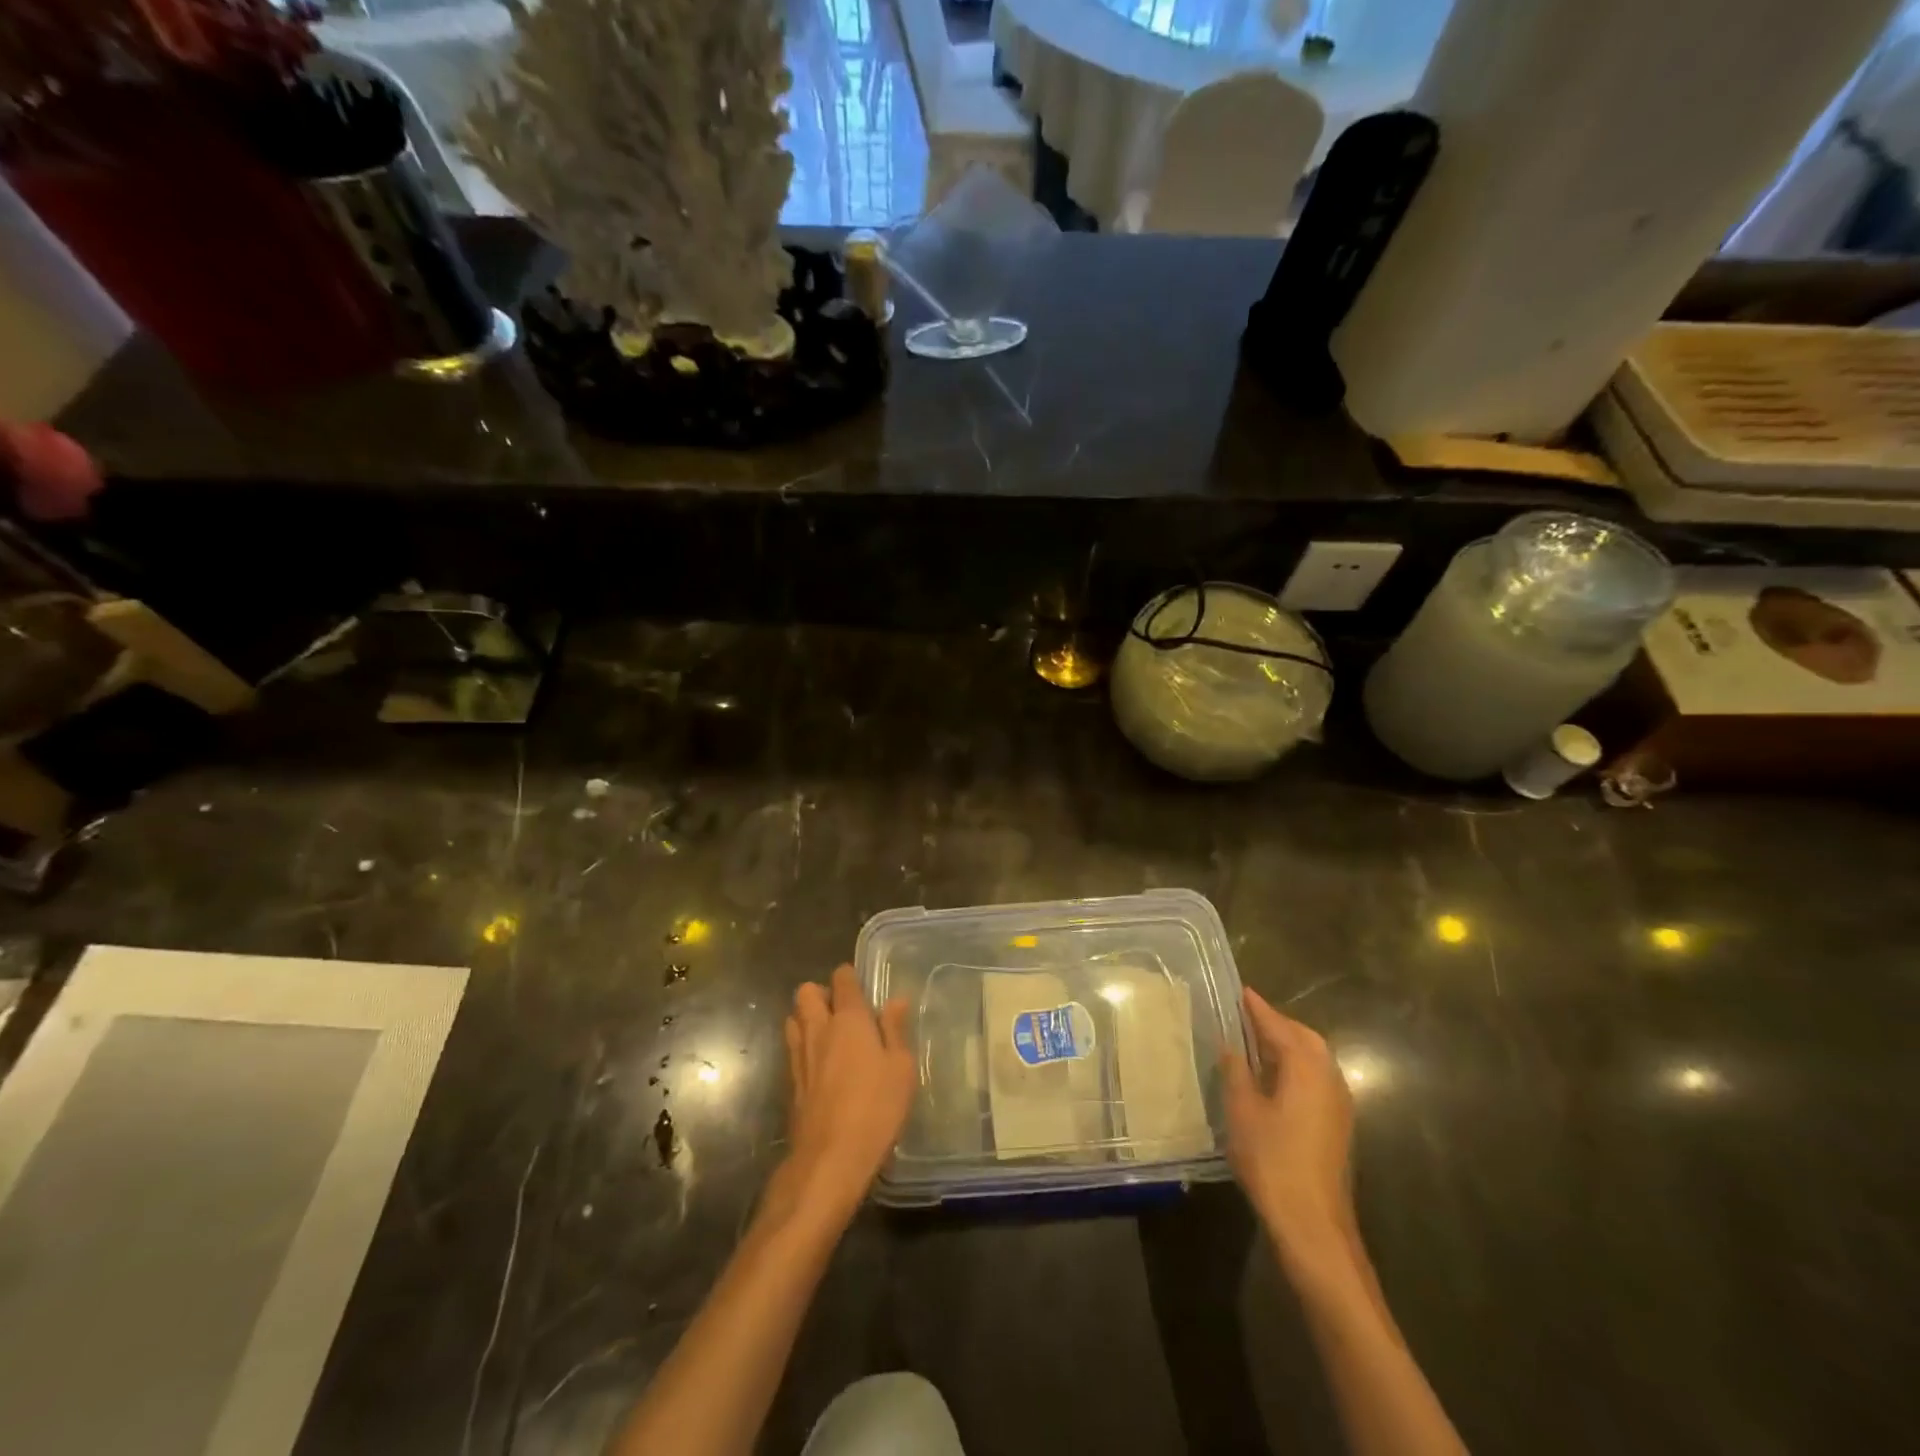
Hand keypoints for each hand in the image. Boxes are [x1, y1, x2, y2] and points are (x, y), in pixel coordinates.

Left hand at [769, 965, 914, 1228]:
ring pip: (793, 1017)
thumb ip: (895, 1030)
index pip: (842, 979)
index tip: (862, 985)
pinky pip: (792, 1047)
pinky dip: (803, 1045)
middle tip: (844, 1010)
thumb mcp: (901, 1068)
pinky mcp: (790, 1081)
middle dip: (821, 993)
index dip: (850, 976)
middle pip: (806, 992)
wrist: (829, 1158)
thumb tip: (895, 1000)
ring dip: (807, 1017)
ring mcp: (799, 1055)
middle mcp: (819, 1029)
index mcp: (849, 1019)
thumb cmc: (876, 1108)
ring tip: (830, 1034)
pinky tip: (821, 1064)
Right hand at [1222, 987, 1355, 1274]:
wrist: (1313, 1224)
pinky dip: (1296, 1066)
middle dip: (1276, 1023)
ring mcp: (1338, 1103)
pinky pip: (1317, 1078)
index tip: (1240, 990)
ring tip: (1255, 1043)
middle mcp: (1328, 1077)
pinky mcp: (1338, 1125)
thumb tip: (1232, 1045)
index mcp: (1306, 1067)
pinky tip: (1274, 1079)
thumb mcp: (1242, 1110)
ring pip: (1314, 1058)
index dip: (1257, 1008)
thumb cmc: (1272, 1161)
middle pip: (1304, 1037)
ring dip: (1288, 1045)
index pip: (1278, 1025)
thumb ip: (1236, 1071)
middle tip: (1245, 1016)